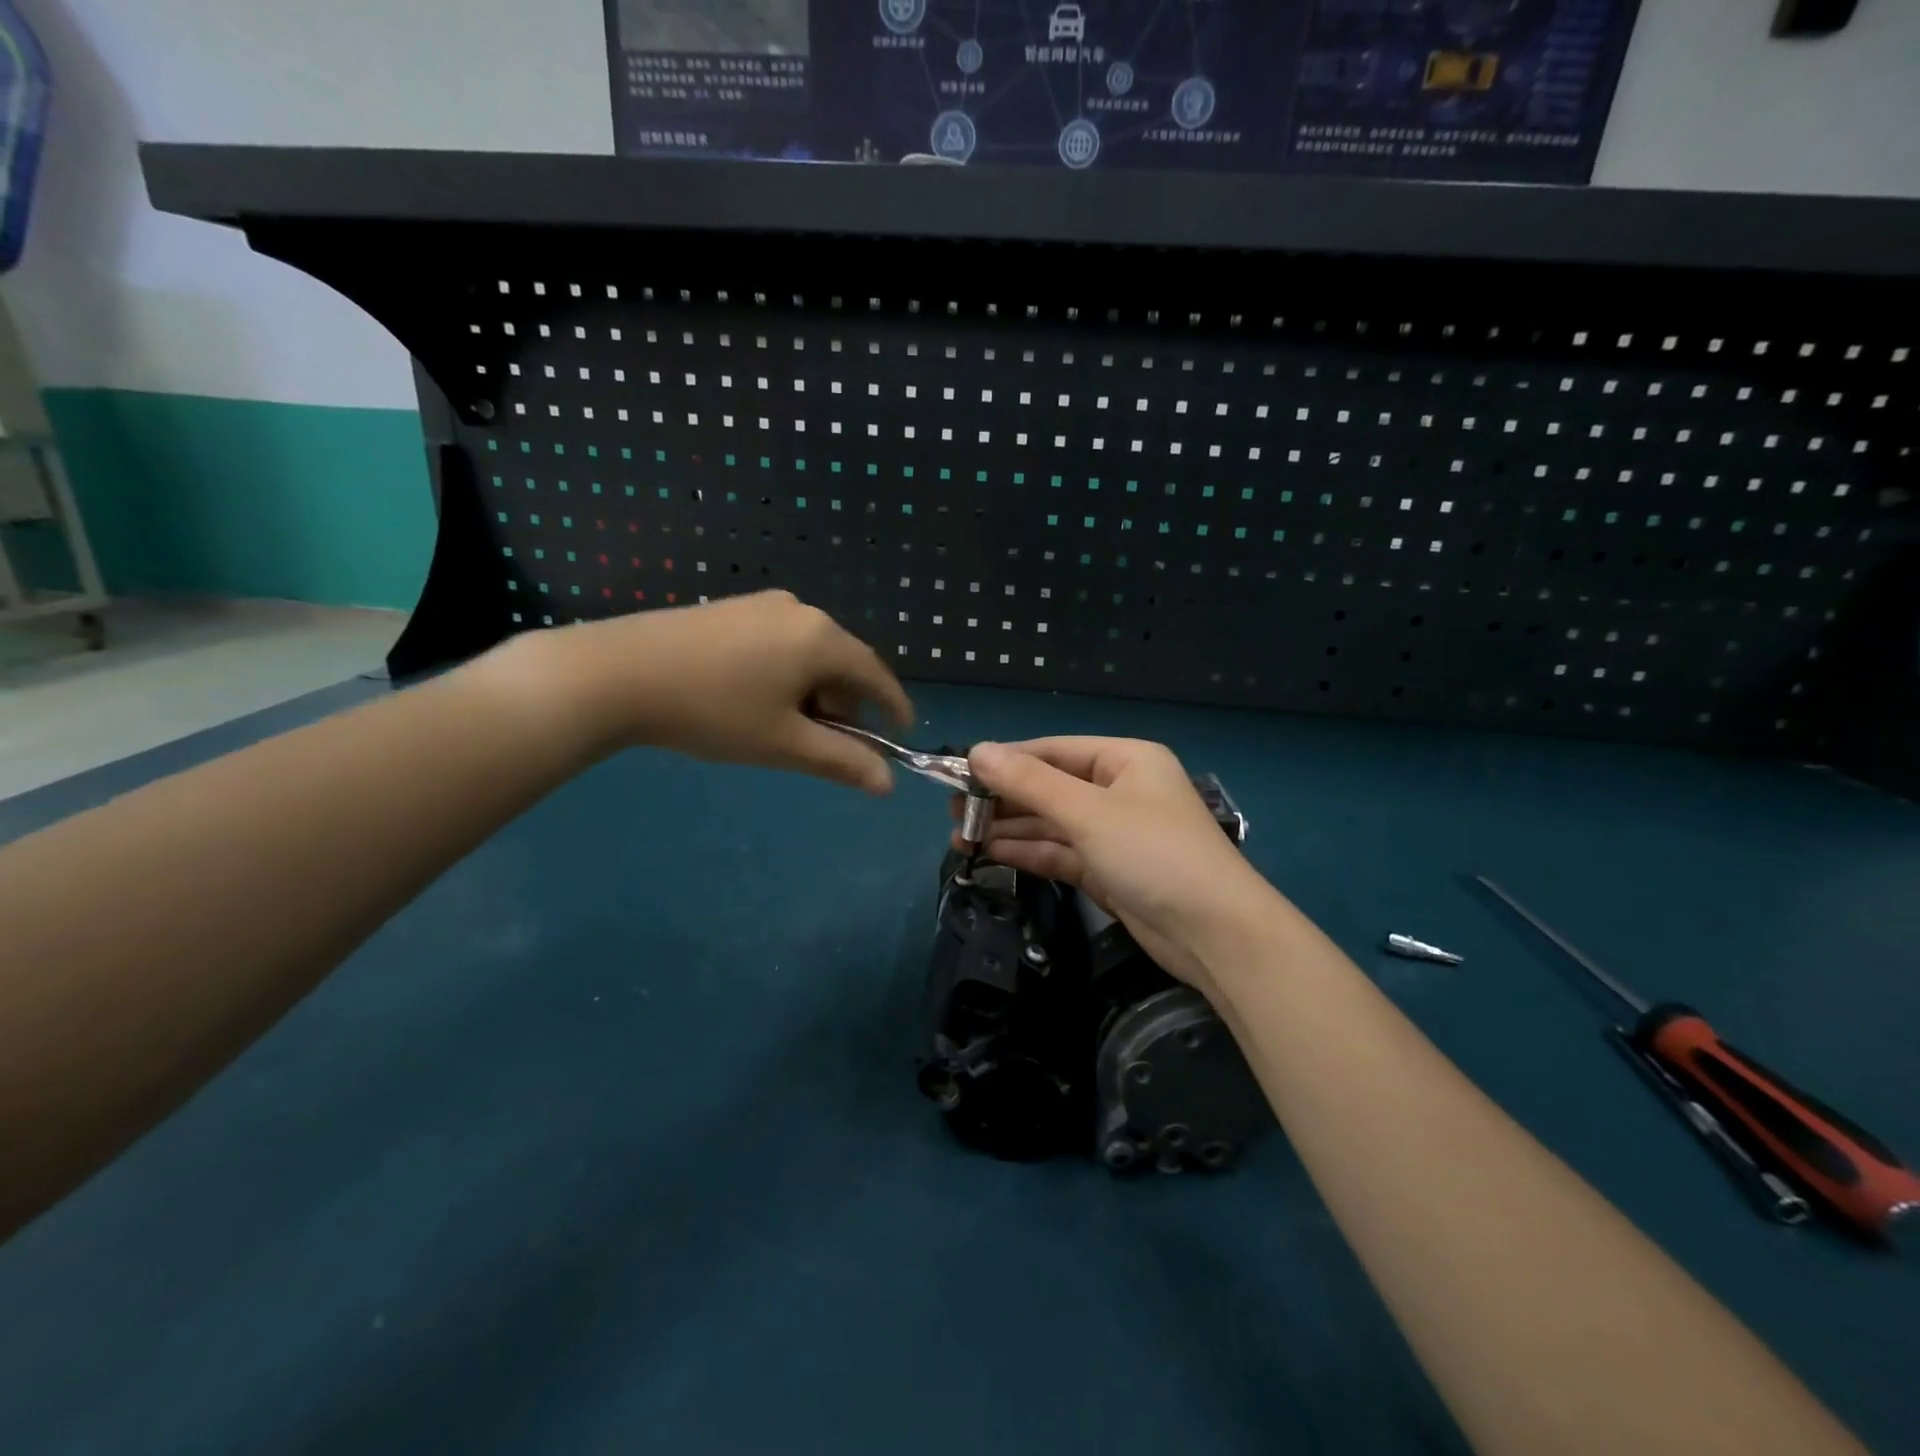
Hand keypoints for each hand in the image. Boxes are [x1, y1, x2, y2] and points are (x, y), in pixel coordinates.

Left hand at [498, 591, 913, 790]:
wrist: (617, 673)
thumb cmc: (714, 711)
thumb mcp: (784, 743)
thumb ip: (842, 761)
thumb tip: (887, 783)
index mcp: (822, 638)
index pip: (876, 674)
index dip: (893, 707)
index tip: (902, 734)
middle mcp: (800, 611)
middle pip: (843, 663)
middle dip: (845, 705)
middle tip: (827, 744)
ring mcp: (762, 605)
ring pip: (809, 653)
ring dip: (813, 692)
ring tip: (784, 727)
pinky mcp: (732, 609)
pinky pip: (780, 643)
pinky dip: (786, 674)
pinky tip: (754, 699)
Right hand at [952, 737, 1277, 996]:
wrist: (1215, 934)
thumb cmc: (1153, 854)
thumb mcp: (1087, 812)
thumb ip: (1030, 782)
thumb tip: (976, 751)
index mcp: (1124, 760)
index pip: (1053, 751)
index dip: (1005, 760)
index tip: (959, 772)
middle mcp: (1118, 790)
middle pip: (1050, 787)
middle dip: (1003, 798)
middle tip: (953, 811)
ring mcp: (1114, 832)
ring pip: (1051, 823)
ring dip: (1009, 828)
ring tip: (960, 836)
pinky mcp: (1108, 870)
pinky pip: (1060, 852)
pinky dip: (1028, 852)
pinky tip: (989, 853)